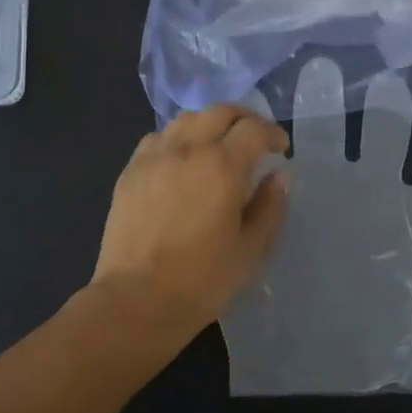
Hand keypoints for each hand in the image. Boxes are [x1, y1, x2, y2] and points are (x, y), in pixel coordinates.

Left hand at [94, 104, 290, 344]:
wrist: (137, 300)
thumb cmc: (203, 280)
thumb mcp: (252, 249)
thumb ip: (270, 206)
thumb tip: (280, 175)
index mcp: (222, 166)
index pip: (254, 129)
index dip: (273, 134)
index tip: (281, 149)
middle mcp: (187, 150)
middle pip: (219, 112)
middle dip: (244, 118)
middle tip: (255, 137)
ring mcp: (153, 158)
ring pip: (185, 119)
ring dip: (209, 123)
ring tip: (218, 143)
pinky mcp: (130, 172)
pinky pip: (157, 138)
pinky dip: (177, 138)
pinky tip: (181, 159)